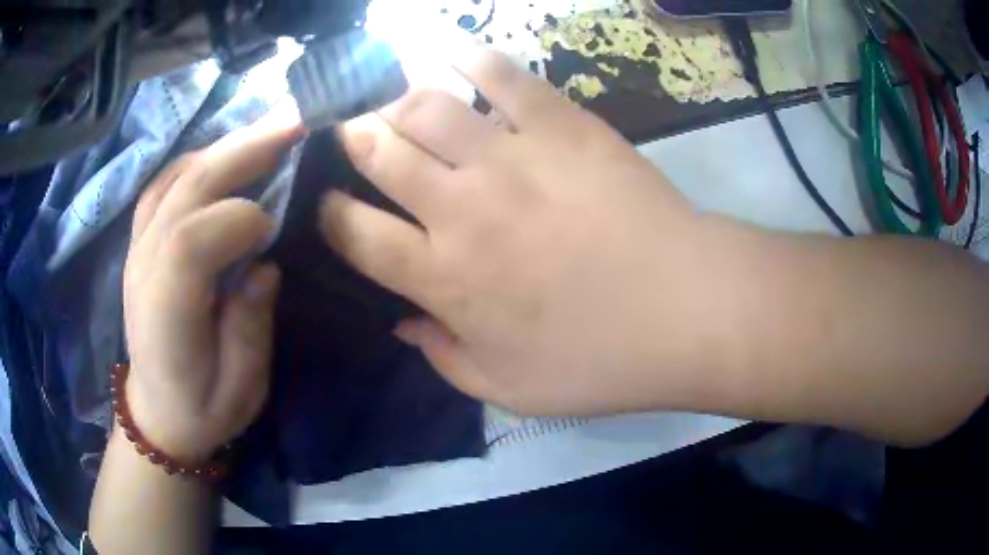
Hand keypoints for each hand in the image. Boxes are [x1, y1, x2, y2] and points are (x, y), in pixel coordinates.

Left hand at [123, 117, 302, 460]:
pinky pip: (163, 185)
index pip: (191, 242)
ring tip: (268, 132)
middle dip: (242, 151)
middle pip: (186, 190)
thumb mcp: (241, 389)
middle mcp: (144, 268)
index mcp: (166, 313)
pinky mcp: (139, 243)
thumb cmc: (203, 409)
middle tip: (294, 124)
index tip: (275, 228)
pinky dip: (196, 161)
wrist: (157, 414)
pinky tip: (223, 155)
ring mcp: (137, 249)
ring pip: (174, 178)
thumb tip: (264, 265)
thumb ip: (250, 327)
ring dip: (223, 147)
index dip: (239, 219)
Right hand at [321, 43, 733, 416]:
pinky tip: (455, 54)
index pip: (354, 234)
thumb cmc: (599, 362)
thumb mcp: (509, 390)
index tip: (326, 205)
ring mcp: (511, 157)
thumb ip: (444, 358)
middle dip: (352, 137)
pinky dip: (472, 59)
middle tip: (351, 130)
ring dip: (396, 96)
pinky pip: (504, 77)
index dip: (329, 215)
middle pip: (378, 152)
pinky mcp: (561, 125)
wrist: (686, 312)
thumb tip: (403, 327)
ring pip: (425, 106)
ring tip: (390, 94)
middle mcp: (460, 208)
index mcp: (442, 278)